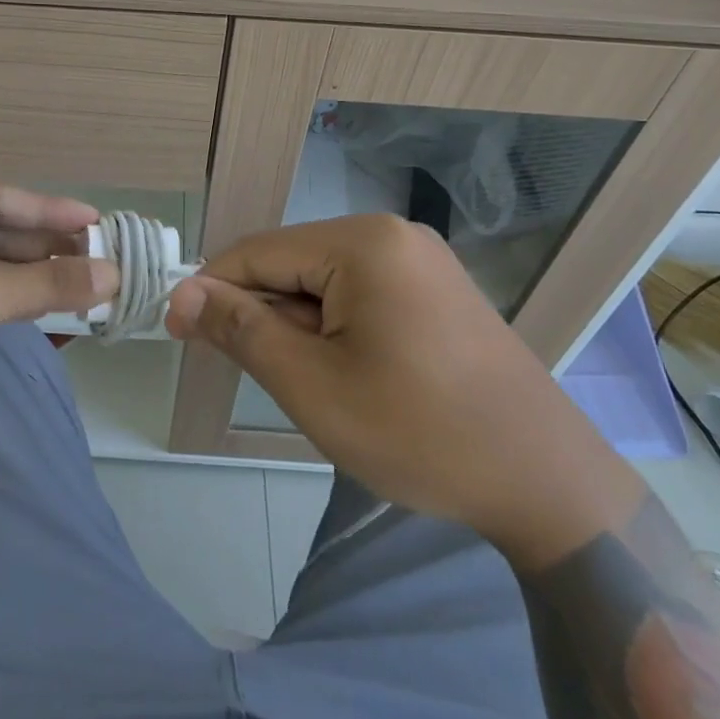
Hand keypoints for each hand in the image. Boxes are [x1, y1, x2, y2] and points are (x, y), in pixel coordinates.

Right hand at [164, 214, 635, 559]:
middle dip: (260, 314)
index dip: (210, 289)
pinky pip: (359, 297)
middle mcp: (393, 236)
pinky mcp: (434, 292)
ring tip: (303, 384)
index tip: (174, 331)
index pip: (259, 252)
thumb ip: (242, 330)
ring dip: (295, 327)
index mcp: (364, 243)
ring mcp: (420, 262)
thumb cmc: (419, 432)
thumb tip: (184, 293)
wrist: (545, 482)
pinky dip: (331, 330)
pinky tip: (338, 373)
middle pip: (292, 264)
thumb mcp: (313, 385)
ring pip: (323, 283)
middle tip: (245, 373)